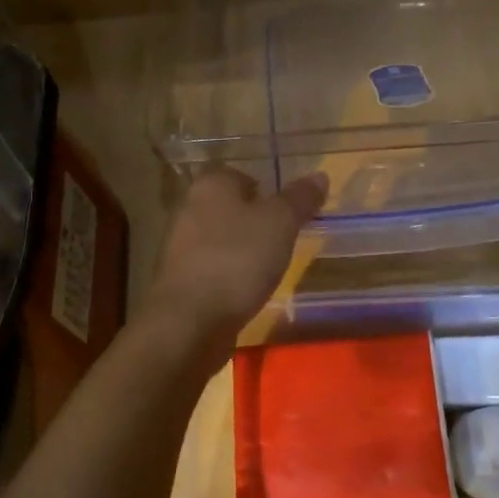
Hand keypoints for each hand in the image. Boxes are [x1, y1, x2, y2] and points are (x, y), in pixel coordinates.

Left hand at [143, 167, 327, 353]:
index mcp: (210, 184)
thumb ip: (300, 198)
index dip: (269, 193)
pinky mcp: (178, 278)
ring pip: (221, 238)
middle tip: (284, 242)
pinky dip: (229, 275)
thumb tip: (320, 176)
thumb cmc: (238, 260)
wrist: (190, 322)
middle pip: (232, 207)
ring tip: (268, 269)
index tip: (289, 216)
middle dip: (257, 223)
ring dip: (243, 251)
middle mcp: (189, 207)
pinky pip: (212, 267)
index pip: (243, 176)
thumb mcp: (281, 223)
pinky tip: (245, 291)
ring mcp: (179, 245)